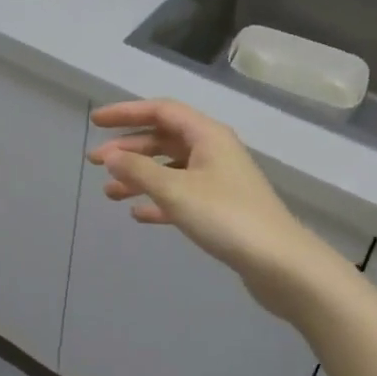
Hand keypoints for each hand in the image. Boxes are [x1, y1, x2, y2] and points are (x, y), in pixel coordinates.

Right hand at [89, 99, 346, 321]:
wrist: (281, 265)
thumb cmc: (226, 217)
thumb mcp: (175, 191)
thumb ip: (138, 171)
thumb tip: (111, 156)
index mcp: (207, 135)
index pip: (161, 110)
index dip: (126, 113)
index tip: (96, 122)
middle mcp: (214, 150)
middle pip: (164, 138)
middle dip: (128, 149)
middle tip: (95, 162)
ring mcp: (219, 180)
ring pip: (171, 168)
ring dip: (140, 177)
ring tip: (109, 193)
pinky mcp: (222, 208)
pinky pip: (182, 195)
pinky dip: (158, 200)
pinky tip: (138, 214)